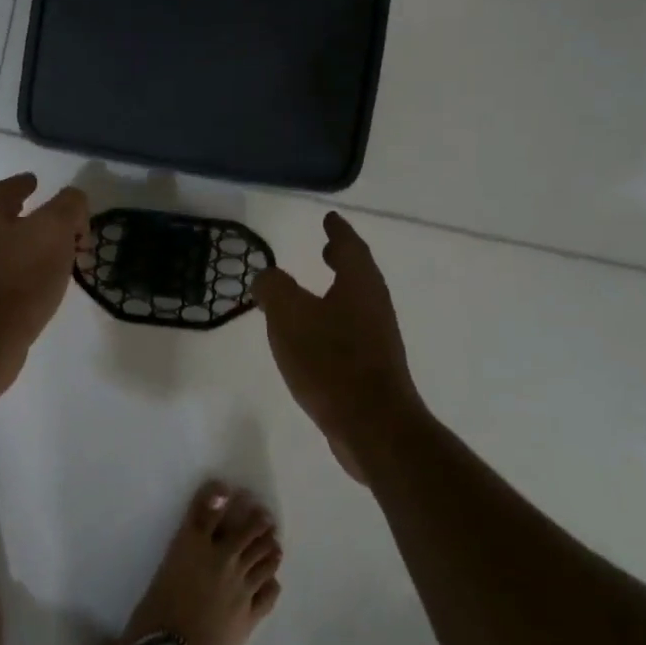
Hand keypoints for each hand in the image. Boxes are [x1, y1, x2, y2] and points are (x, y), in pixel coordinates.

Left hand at [0, 173, 89, 395]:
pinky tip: (45, 286)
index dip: (22, 183)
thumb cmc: (21, 275)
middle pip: (5, 220)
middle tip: (63, 225)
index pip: (4, 190)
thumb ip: (69, 206)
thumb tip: (74, 201)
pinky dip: (29, 275)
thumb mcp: (55, 228)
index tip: (36, 181)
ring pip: (9, 251)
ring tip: (61, 257)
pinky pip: (9, 279)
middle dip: (34, 219)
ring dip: (34, 249)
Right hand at [254, 212, 418, 482]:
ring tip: (314, 290)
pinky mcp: (373, 368)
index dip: (338, 231)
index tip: (330, 218)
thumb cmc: (330, 361)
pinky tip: (313, 337)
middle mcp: (374, 306)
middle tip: (327, 248)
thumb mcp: (288, 315)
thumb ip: (273, 288)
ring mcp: (377, 339)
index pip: (350, 246)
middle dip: (342, 258)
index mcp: (359, 285)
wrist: (372, 426)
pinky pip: (351, 330)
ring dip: (338, 290)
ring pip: (356, 303)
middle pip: (359, 273)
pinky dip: (334, 320)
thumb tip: (267, 277)